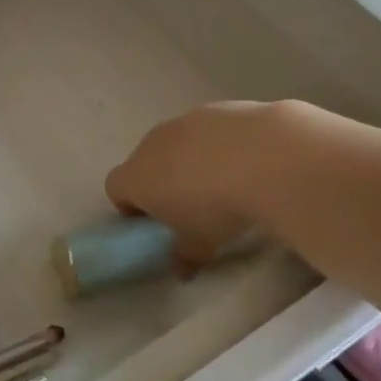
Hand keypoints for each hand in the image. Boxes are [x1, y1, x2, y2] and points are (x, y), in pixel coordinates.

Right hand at [105, 101, 291, 269]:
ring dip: (188, 162)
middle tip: (189, 206)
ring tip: (223, 182)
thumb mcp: (201, 244)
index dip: (130, 207)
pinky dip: (218, 144)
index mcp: (137, 177)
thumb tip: (181, 271)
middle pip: (144, 163)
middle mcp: (151, 144)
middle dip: (160, 183)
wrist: (265, 156)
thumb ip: (185, 257)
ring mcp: (182, 122)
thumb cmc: (219, 207)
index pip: (115, 189)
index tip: (155, 223)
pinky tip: (247, 161)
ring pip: (175, 144)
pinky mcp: (214, 108)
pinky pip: (206, 131)